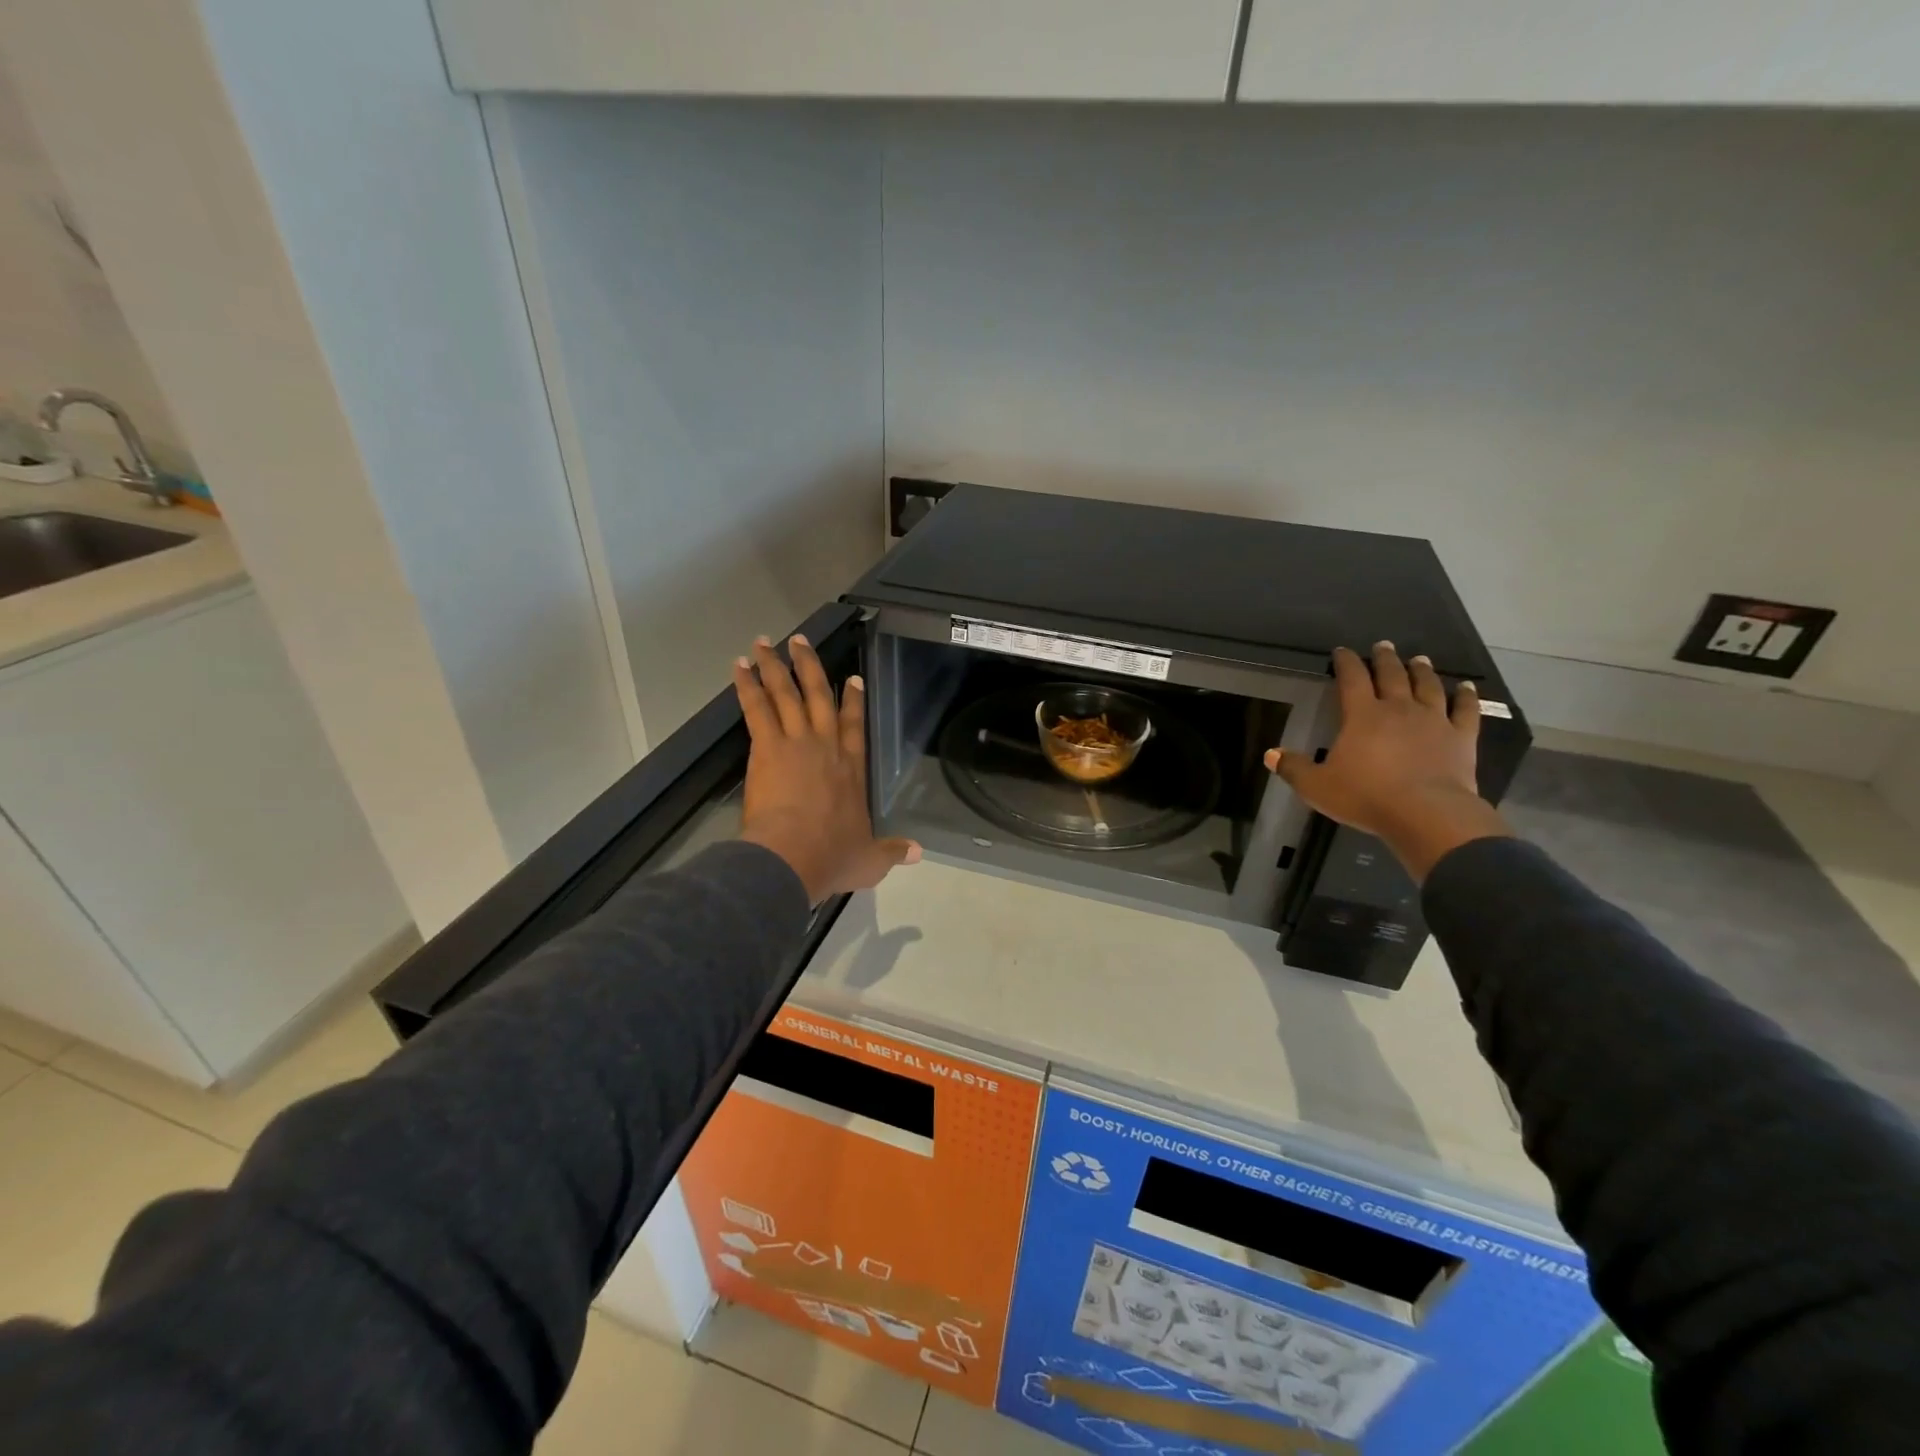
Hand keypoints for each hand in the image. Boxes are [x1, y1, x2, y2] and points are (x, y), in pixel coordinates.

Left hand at [733, 634, 920, 902]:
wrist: (794, 857)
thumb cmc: (832, 857)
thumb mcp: (870, 860)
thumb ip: (892, 851)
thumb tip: (920, 854)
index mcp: (852, 769)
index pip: (854, 726)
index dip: (853, 701)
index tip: (852, 679)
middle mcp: (827, 746)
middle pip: (819, 697)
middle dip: (810, 667)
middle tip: (799, 640)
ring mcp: (797, 742)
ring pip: (787, 694)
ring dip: (776, 666)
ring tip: (764, 642)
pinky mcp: (767, 747)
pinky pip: (757, 708)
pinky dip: (748, 686)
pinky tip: (740, 667)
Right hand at [1265, 642, 1512, 881]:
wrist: (1427, 814)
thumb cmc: (1366, 797)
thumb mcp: (1317, 787)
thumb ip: (1294, 768)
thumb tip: (1270, 754)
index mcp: (1362, 715)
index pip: (1351, 678)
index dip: (1345, 662)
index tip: (1342, 651)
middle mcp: (1398, 709)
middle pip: (1392, 675)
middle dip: (1385, 658)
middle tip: (1383, 645)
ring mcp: (1433, 720)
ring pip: (1428, 686)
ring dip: (1422, 670)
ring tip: (1418, 659)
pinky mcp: (1461, 737)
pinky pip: (1465, 710)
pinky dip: (1466, 696)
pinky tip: (1466, 687)